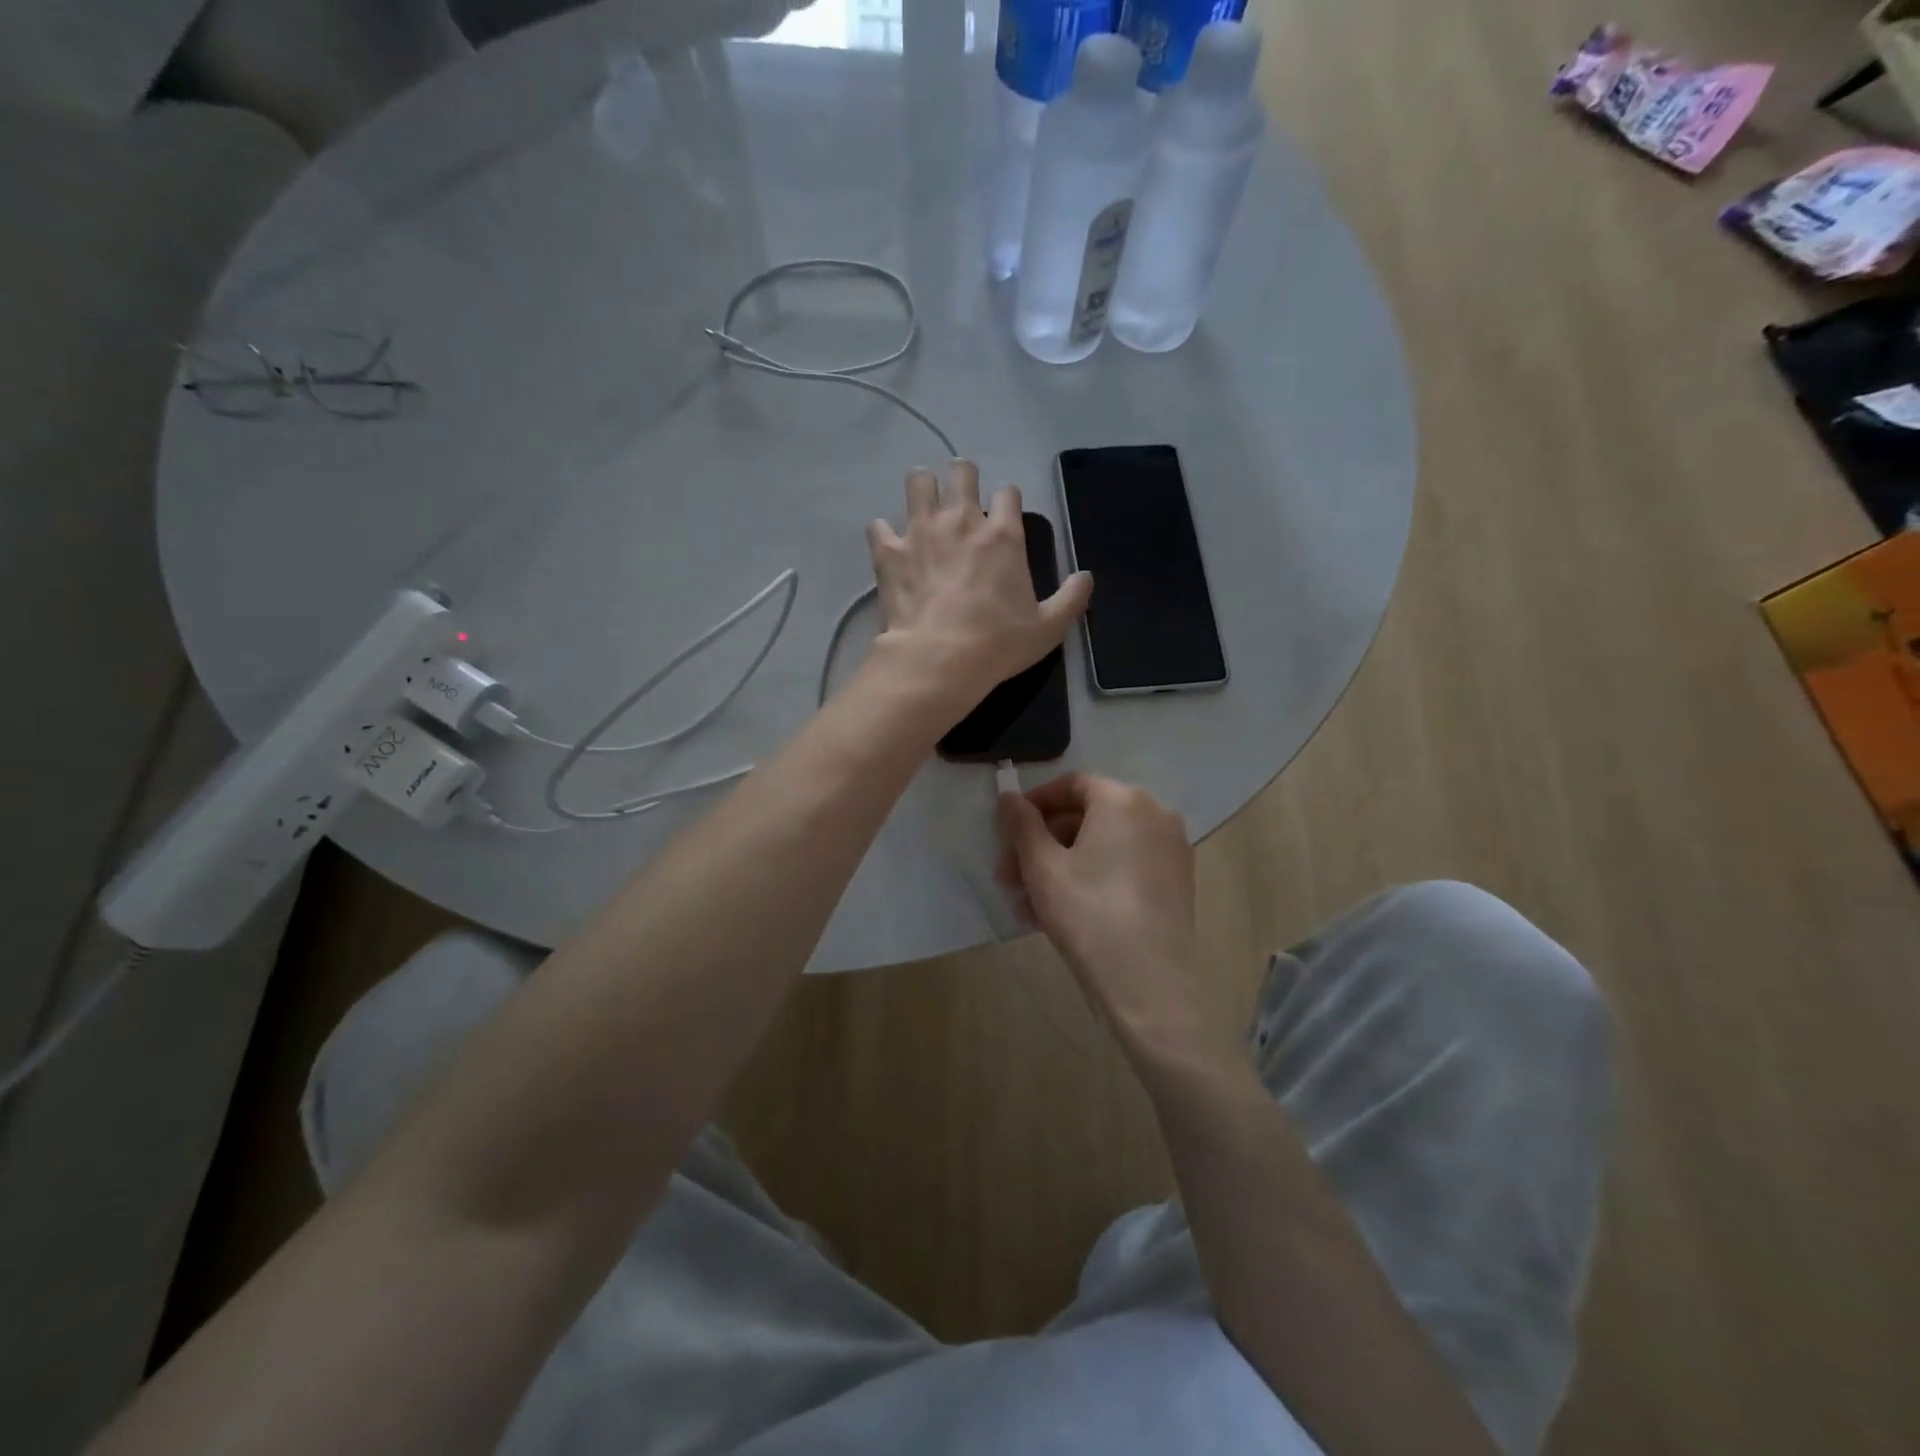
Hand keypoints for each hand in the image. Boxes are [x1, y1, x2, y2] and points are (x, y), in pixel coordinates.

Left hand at [866, 461, 1091, 711]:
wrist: (939, 660)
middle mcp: (962, 521)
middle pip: (962, 473)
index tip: (1004, 514)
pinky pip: (878, 525)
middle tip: (961, 498)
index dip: (1007, 500)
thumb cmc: (998, 644)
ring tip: (924, 505)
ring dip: (922, 489)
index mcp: (1003, 536)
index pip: (1008, 493)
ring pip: (918, 482)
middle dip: (963, 478)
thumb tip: (1087, 577)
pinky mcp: (889, 551)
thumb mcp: (1048, 628)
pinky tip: (889, 545)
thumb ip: (1071, 599)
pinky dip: (883, 533)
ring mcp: (921, 531)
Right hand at [996, 773, 1239, 1068]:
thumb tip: (1008, 796)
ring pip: (1103, 847)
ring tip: (1026, 905)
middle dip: (1042, 844)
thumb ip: (1022, 824)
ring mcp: (1170, 849)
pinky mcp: (1176, 882)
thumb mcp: (1042, 867)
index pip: (1072, 785)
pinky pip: (1124, 867)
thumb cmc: (1088, 913)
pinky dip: (1091, 879)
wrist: (1149, 984)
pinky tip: (1057, 915)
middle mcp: (1155, 814)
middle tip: (1008, 875)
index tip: (1006, 830)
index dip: (1034, 804)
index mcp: (1123, 800)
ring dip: (1061, 867)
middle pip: (1087, 817)